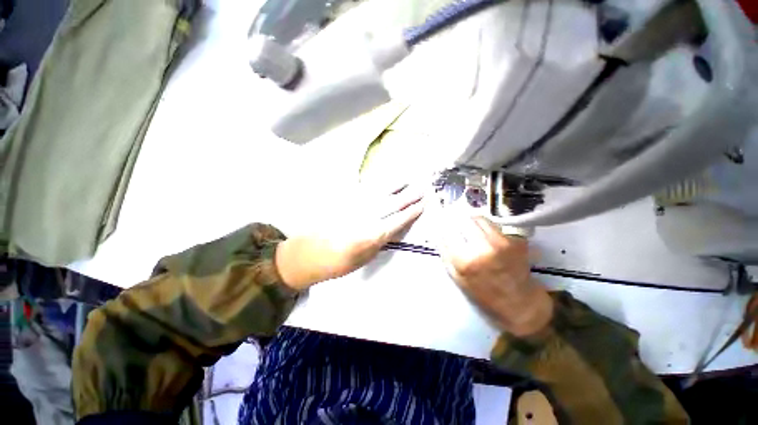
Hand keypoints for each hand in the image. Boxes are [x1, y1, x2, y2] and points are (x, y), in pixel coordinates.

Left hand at [275, 184, 424, 289]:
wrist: (309, 253)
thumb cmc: (338, 263)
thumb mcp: (365, 258)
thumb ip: (381, 239)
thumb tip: (395, 227)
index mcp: (372, 235)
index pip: (398, 220)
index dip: (412, 212)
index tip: (424, 204)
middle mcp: (366, 216)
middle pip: (392, 203)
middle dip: (409, 195)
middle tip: (422, 188)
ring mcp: (354, 206)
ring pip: (379, 192)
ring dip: (395, 185)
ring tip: (407, 179)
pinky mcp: (344, 201)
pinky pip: (365, 190)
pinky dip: (377, 184)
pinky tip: (384, 181)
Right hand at [438, 215, 552, 336]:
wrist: (518, 301)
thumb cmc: (483, 293)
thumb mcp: (456, 277)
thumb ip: (445, 254)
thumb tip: (438, 233)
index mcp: (465, 260)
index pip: (447, 231)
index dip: (443, 226)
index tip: (442, 224)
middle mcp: (482, 247)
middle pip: (462, 220)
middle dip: (456, 221)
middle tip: (456, 225)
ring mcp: (500, 241)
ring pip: (478, 218)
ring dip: (470, 221)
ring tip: (470, 228)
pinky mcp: (513, 239)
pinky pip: (492, 224)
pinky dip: (484, 225)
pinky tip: (484, 234)